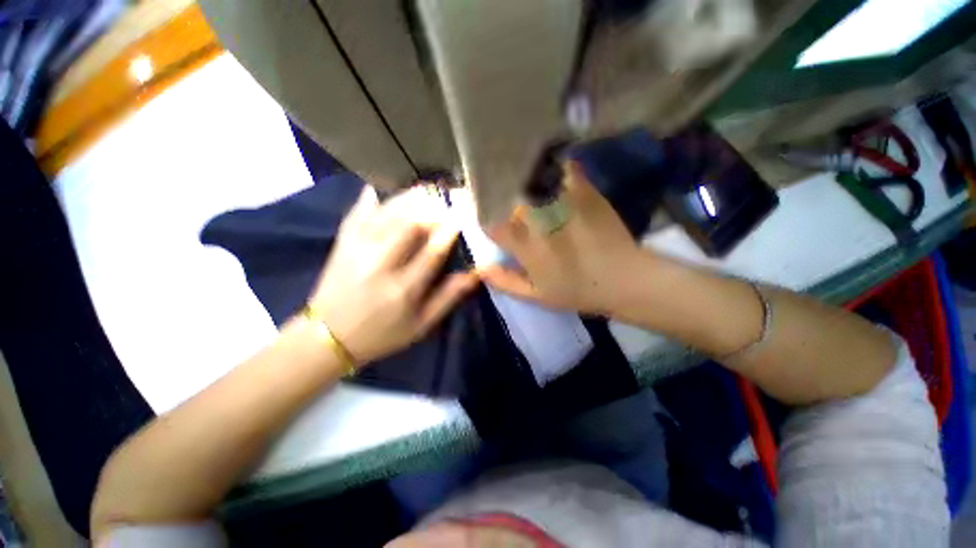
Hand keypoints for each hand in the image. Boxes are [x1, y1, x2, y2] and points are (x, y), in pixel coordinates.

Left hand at [308, 186, 478, 364]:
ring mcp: (357, 250)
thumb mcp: (421, 325)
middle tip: (447, 198)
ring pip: (386, 214)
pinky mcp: (342, 243)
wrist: (327, 338)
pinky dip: (372, 198)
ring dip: (409, 199)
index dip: (449, 232)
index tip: (462, 216)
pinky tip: (384, 189)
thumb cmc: (381, 334)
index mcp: (403, 289)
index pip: (432, 252)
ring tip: (426, 189)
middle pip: (408, 225)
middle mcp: (379, 265)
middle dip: (431, 209)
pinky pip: (358, 212)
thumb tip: (474, 274)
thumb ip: (448, 298)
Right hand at [481, 161, 641, 314]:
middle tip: (512, 207)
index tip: (493, 225)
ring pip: (533, 183)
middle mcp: (538, 220)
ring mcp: (561, 203)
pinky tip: (557, 168)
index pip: (493, 226)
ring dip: (528, 182)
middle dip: (508, 204)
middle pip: (511, 202)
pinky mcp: (585, 193)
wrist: (623, 279)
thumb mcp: (537, 296)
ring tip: (528, 183)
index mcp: (525, 246)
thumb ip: (506, 281)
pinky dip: (559, 168)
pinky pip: (567, 171)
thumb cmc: (577, 291)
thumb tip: (480, 268)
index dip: (489, 224)